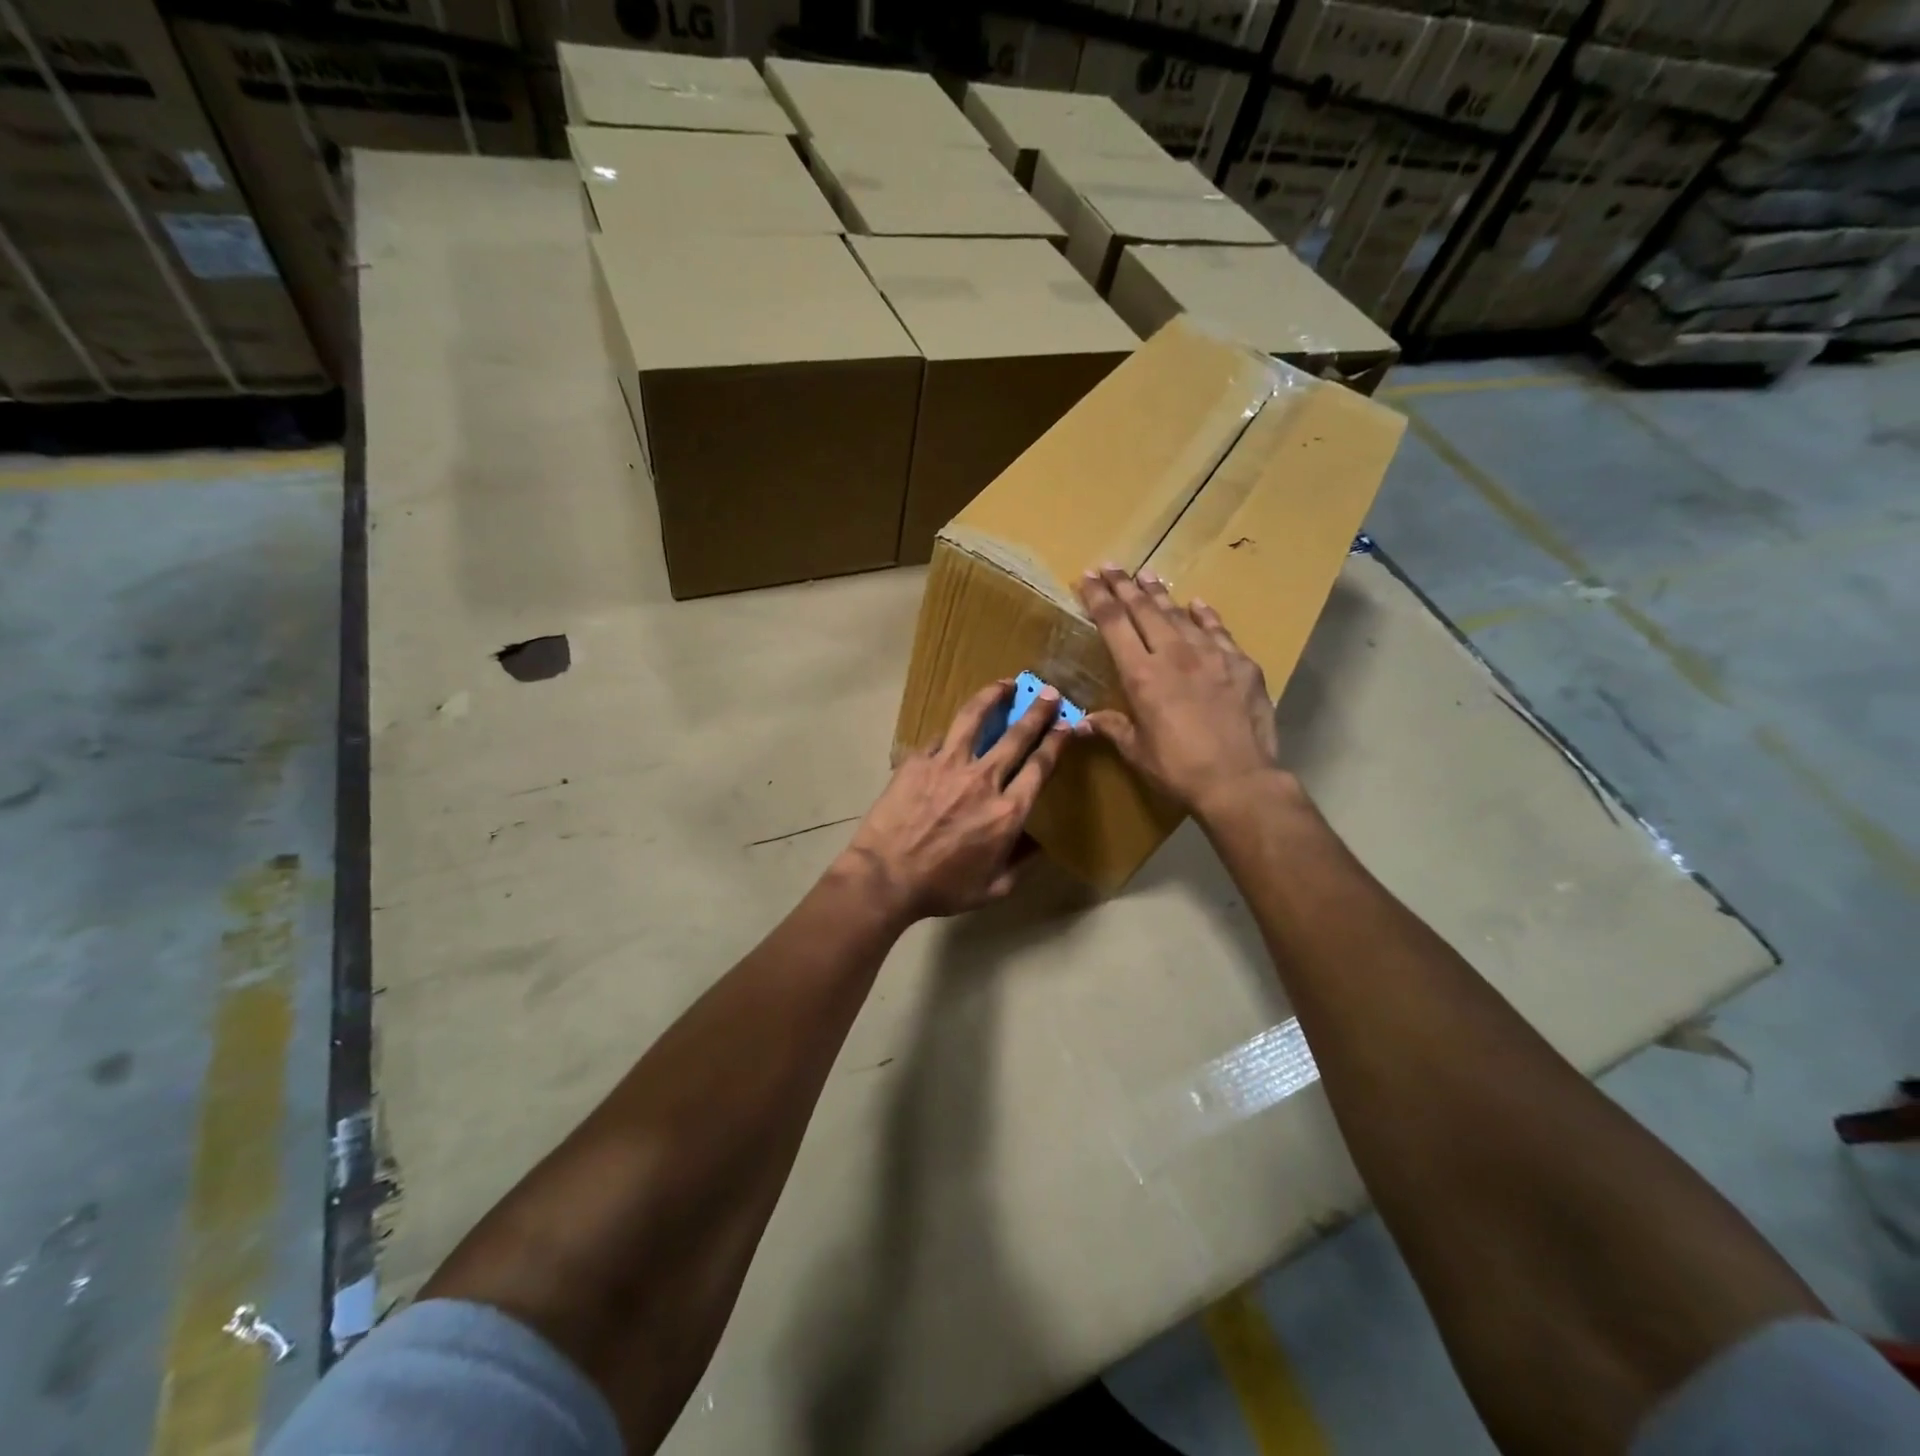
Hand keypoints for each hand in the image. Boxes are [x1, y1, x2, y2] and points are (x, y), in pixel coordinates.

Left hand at [840, 679, 1068, 921]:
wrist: (886, 877)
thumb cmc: (942, 888)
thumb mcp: (993, 888)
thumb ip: (1021, 862)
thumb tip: (1040, 844)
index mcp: (1007, 812)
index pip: (1040, 766)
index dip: (1057, 742)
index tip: (1066, 724)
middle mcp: (983, 780)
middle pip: (1017, 735)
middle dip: (1037, 711)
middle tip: (1048, 692)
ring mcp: (947, 765)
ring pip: (975, 719)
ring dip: (993, 697)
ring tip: (1004, 683)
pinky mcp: (918, 761)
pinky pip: (939, 739)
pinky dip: (950, 734)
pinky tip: (953, 731)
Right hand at [1075, 565, 1283, 818]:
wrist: (1239, 779)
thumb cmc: (1178, 769)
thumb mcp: (1137, 751)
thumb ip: (1112, 727)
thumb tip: (1081, 721)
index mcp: (1142, 675)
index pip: (1114, 624)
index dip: (1099, 598)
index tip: (1088, 577)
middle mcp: (1174, 654)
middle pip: (1144, 610)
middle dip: (1124, 585)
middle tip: (1111, 566)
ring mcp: (1211, 655)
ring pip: (1180, 614)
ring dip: (1160, 594)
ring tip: (1146, 575)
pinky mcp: (1241, 664)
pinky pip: (1218, 631)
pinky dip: (1205, 615)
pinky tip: (1198, 604)